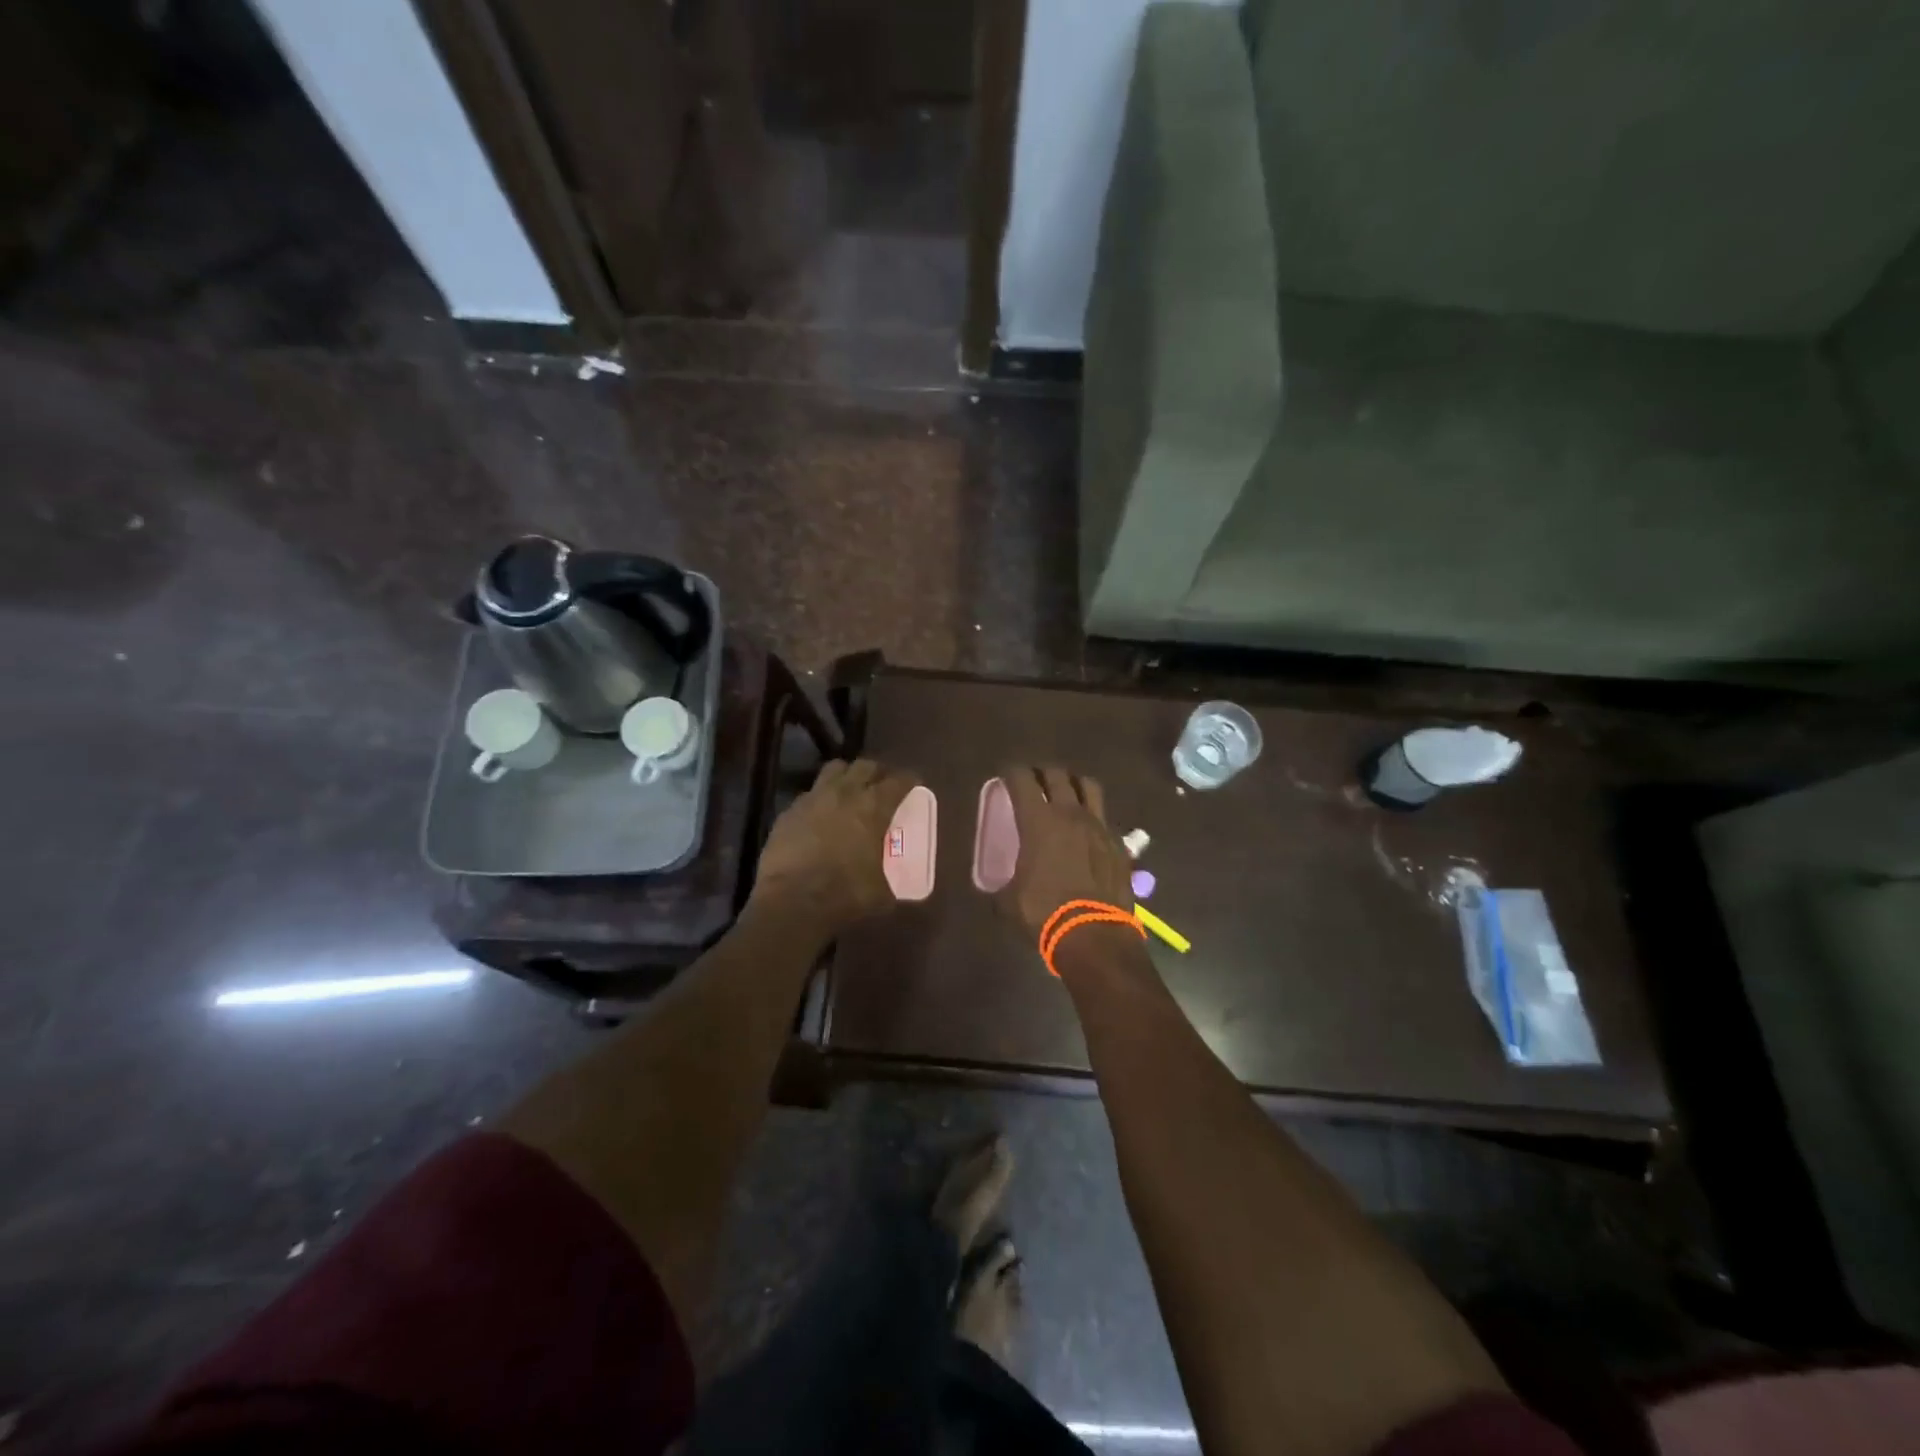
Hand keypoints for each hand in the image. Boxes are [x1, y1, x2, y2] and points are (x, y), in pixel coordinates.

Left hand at [752, 758, 918, 929]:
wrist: (792, 902)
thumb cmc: (845, 894)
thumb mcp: (882, 893)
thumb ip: (892, 881)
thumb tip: (899, 890)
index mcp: (874, 807)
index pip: (899, 781)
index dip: (909, 780)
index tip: (913, 784)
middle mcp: (845, 793)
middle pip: (865, 766)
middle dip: (877, 773)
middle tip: (881, 786)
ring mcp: (813, 799)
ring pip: (834, 770)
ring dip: (846, 776)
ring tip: (850, 791)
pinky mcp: (789, 811)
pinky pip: (809, 794)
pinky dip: (819, 800)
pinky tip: (820, 816)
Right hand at [992, 766, 1137, 950]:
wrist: (1095, 935)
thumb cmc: (1044, 913)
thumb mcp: (1009, 902)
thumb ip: (1002, 887)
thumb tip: (998, 890)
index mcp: (1038, 821)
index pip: (1023, 780)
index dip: (1012, 772)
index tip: (1007, 774)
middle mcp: (1070, 814)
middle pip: (1058, 775)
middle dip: (1043, 772)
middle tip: (1035, 780)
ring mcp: (1099, 826)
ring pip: (1089, 787)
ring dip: (1074, 784)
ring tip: (1066, 792)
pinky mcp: (1119, 844)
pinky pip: (1105, 819)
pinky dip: (1094, 817)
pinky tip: (1088, 831)